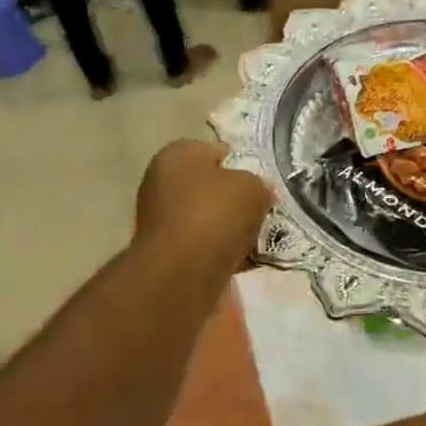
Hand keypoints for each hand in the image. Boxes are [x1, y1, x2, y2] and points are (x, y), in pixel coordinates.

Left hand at [135, 139, 273, 276]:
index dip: (243, 165)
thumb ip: (259, 184)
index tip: (263, 184)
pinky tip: (246, 260)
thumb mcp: (253, 187)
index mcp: (177, 155)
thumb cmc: (215, 215)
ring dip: (232, 228)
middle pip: (212, 187)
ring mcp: (161, 220)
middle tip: (264, 212)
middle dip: (238, 200)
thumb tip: (258, 192)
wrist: (183, 274)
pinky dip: (222, 251)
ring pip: (209, 218)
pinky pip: (204, 245)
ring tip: (259, 239)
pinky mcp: (166, 252)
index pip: (217, 152)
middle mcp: (162, 182)